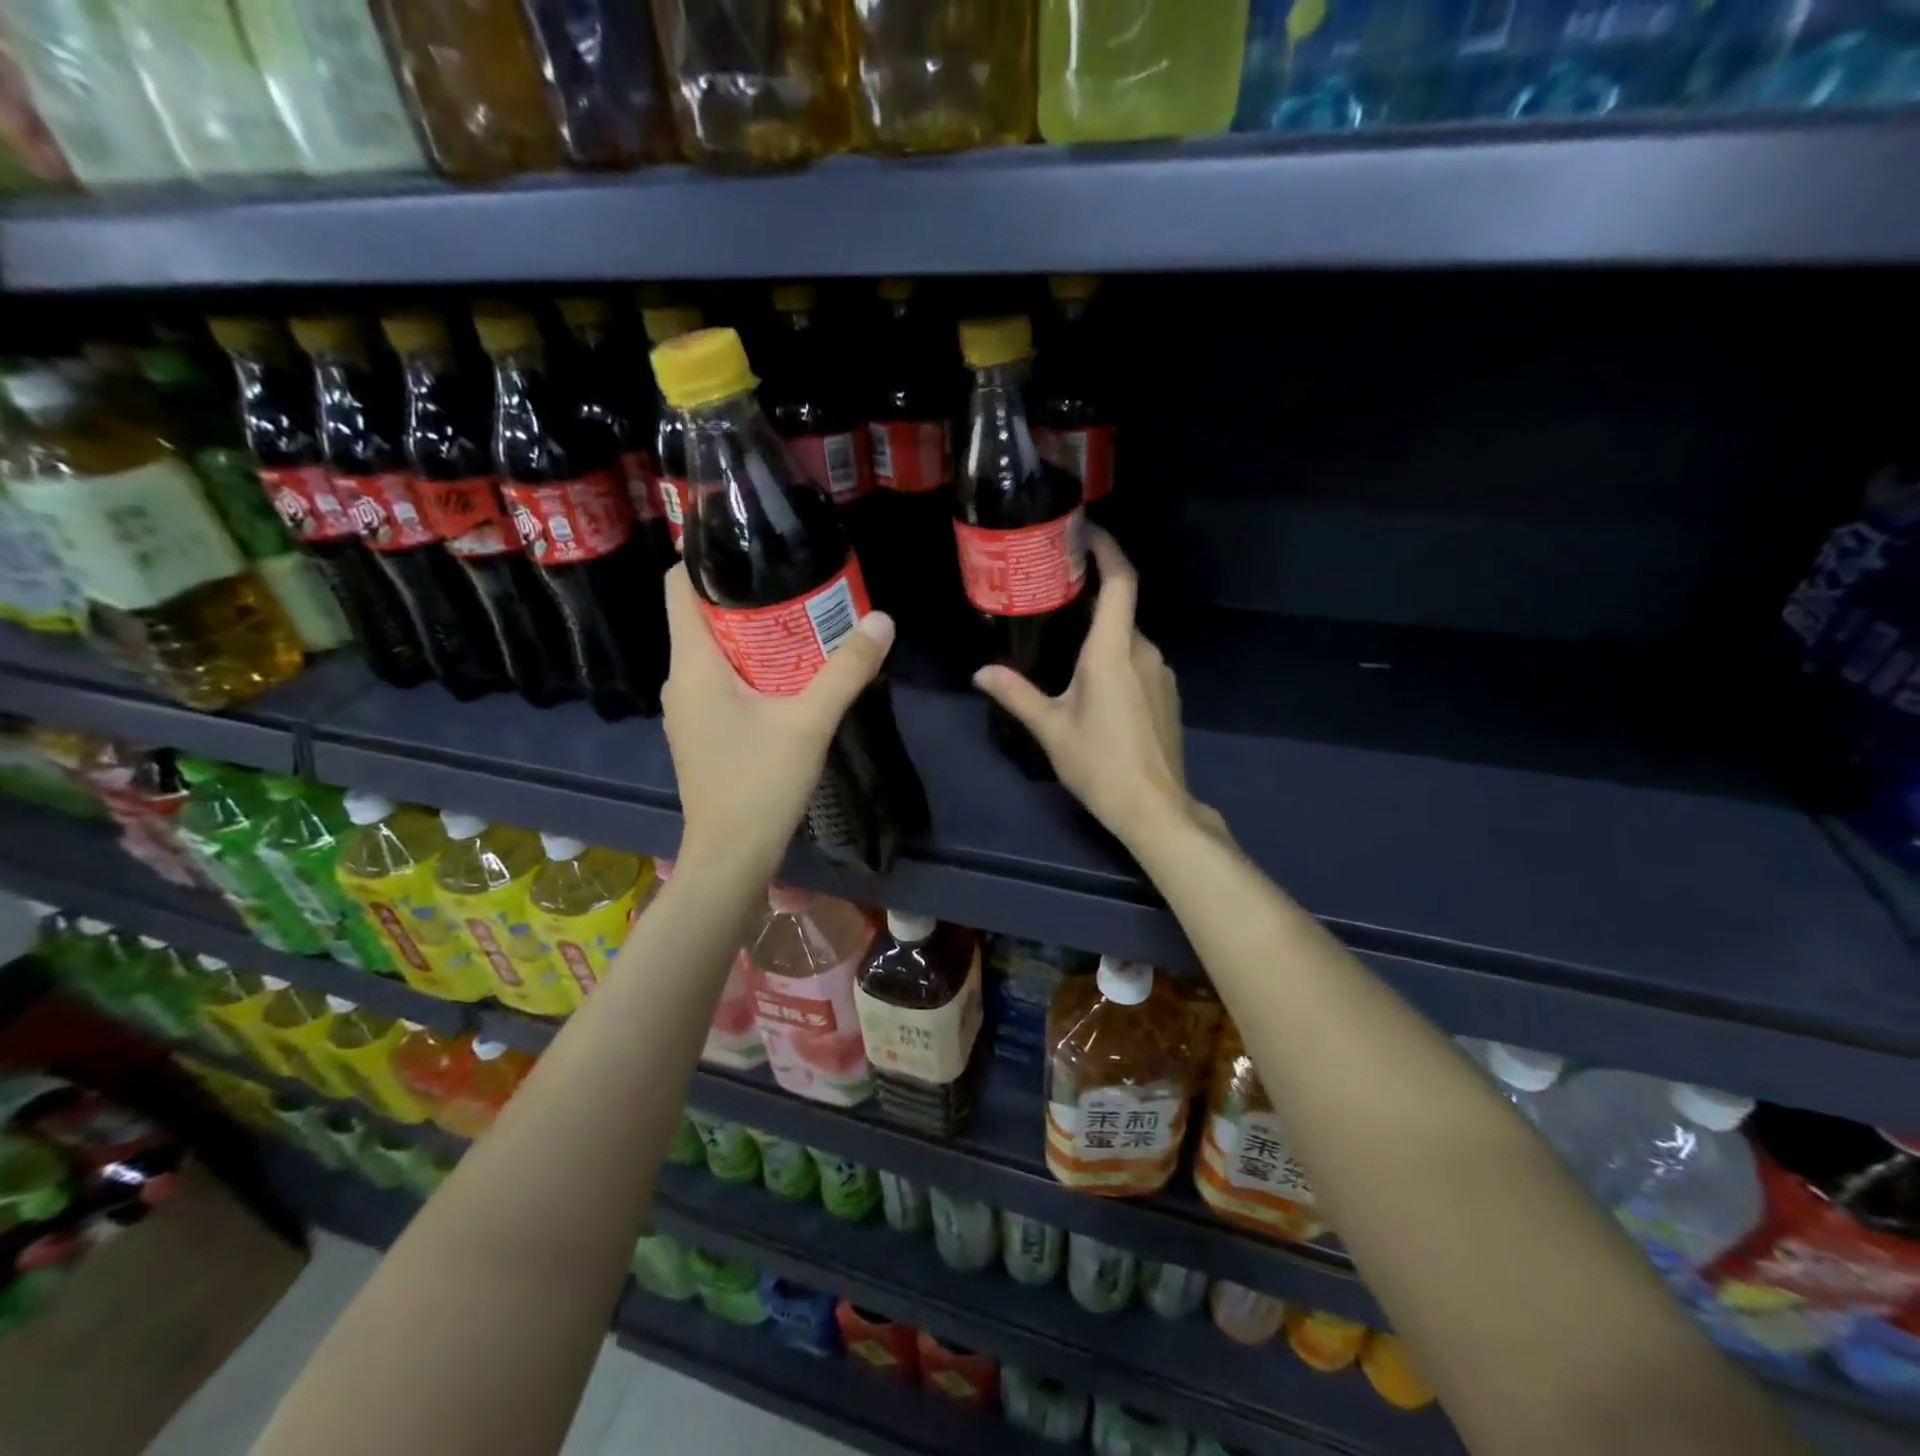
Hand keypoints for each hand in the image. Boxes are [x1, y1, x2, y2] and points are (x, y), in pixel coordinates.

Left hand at [662, 564, 894, 879]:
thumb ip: (846, 670)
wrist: (730, 856)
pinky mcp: (702, 731)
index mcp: (693, 665)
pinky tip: (790, 674)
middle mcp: (681, 679)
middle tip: (798, 580)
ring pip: (716, 651)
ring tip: (803, 620)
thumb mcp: (810, 723)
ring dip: (754, 633)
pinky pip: (721, 680)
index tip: (753, 542)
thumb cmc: (760, 784)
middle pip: (703, 615)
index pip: (680, 586)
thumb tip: (882, 620)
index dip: (708, 556)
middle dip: (748, 594)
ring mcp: (689, 708)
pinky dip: (752, 667)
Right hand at [973, 529, 1222, 850]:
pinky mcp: (1167, 694)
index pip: (1120, 582)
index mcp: (1114, 651)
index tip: (1085, 531)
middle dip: (1090, 596)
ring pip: (1128, 637)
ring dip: (1101, 631)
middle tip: (1052, 593)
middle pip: (1120, 609)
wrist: (1154, 808)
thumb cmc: (1100, 764)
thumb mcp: (1051, 729)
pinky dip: (1116, 655)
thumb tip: (981, 672)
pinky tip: (1093, 681)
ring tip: (1065, 639)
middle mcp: (1144, 651)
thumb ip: (1016, 694)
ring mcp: (1161, 673)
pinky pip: (1138, 660)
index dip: (1108, 549)